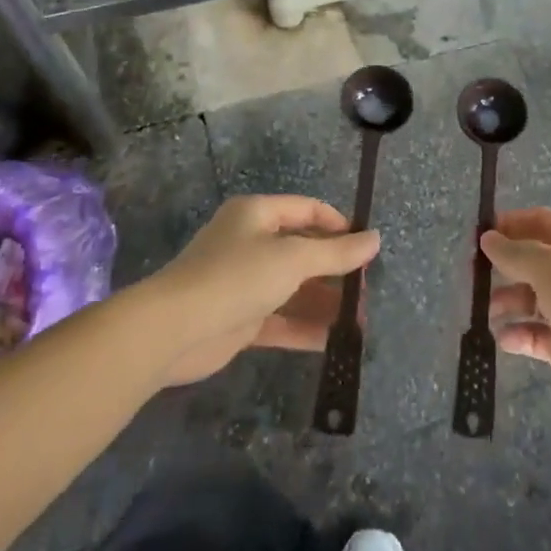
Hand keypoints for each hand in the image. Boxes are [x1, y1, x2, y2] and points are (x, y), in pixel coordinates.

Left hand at [145, 195, 379, 386]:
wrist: (174, 330)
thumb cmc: (237, 277)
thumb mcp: (293, 259)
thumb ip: (336, 253)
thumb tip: (375, 239)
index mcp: (257, 214)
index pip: (307, 210)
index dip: (338, 225)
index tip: (366, 247)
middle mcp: (250, 243)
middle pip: (302, 251)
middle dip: (335, 271)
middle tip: (366, 290)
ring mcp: (244, 283)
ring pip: (293, 288)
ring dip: (324, 302)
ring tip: (359, 321)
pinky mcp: (239, 319)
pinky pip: (280, 319)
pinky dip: (304, 327)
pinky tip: (333, 341)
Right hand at [482, 207, 550, 431]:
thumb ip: (518, 253)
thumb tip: (489, 238)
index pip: (545, 223)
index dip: (513, 223)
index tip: (481, 233)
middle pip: (538, 261)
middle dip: (507, 265)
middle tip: (474, 274)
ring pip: (536, 299)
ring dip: (510, 301)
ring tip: (489, 311)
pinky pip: (539, 334)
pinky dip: (520, 335)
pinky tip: (504, 339)